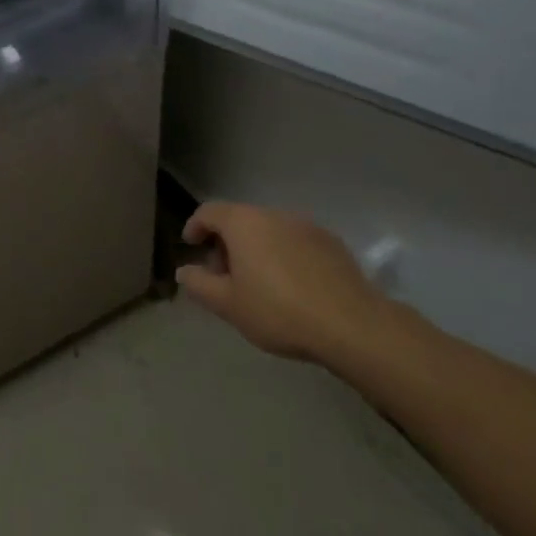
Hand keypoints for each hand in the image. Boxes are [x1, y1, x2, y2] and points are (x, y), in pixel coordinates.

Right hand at [175, 201, 388, 365]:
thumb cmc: (278, 311)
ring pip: (269, 230)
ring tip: (257, 284)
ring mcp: (305, 226)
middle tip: (223, 276)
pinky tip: (290, 287)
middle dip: (226, 243)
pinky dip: (283, 255)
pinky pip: (295, 242)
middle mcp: (273, 214)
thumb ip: (199, 285)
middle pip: (240, 220)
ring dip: (256, 249)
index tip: (191, 246)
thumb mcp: (228, 305)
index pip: (209, 211)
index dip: (195, 226)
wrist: (351, 324)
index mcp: (243, 222)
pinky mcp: (331, 242)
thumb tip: (184, 271)